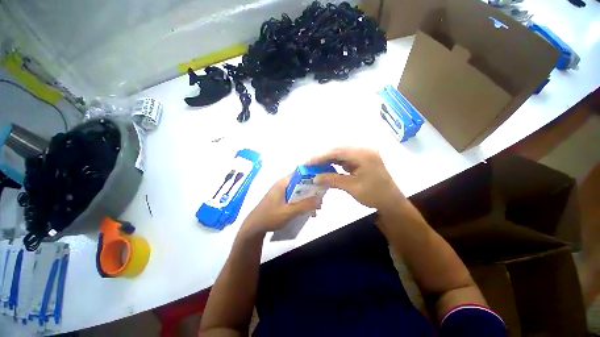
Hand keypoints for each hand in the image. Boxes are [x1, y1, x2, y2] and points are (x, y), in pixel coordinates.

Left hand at [240, 174, 320, 236]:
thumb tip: (320, 199)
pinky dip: (302, 202)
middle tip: (321, 199)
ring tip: (316, 208)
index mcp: (284, 183)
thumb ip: (305, 205)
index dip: (312, 175)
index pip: (300, 173)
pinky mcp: (282, 199)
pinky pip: (295, 197)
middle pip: (301, 182)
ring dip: (308, 198)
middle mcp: (283, 184)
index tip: (323, 182)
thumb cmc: (270, 217)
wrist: (254, 227)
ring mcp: (282, 192)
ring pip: (299, 191)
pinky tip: (308, 212)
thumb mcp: (289, 212)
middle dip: (312, 190)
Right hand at [308, 147, 405, 211]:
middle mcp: (364, 150)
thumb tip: (314, 178)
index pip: (338, 151)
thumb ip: (332, 180)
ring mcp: (363, 154)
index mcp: (364, 155)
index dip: (321, 156)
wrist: (391, 202)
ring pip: (341, 153)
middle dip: (323, 156)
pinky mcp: (361, 159)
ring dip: (328, 158)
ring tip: (315, 165)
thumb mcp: (352, 188)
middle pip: (338, 149)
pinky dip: (334, 162)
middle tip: (309, 163)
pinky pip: (345, 158)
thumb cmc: (375, 195)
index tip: (307, 162)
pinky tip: (326, 166)